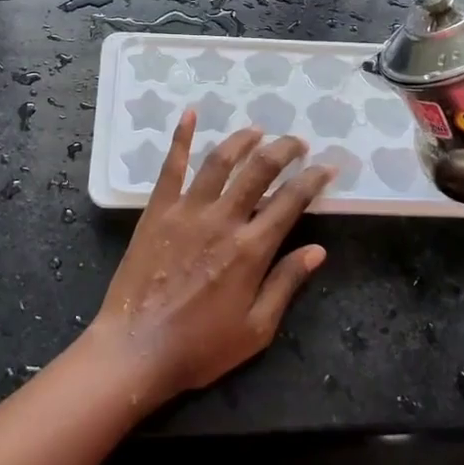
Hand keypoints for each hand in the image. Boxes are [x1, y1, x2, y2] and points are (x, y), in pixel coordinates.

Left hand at [87, 111, 334, 405]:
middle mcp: (222, 220)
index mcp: (251, 250)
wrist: (135, 350)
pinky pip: (171, 166)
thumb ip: (286, 283)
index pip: (291, 201)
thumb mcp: (256, 329)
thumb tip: (317, 249)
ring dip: (242, 140)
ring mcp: (186, 211)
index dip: (313, 179)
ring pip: (220, 161)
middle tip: (298, 142)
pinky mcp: (157, 211)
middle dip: (284, 150)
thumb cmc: (200, 346)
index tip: (328, 167)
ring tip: (258, 130)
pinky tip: (189, 114)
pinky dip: (181, 137)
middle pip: (259, 170)